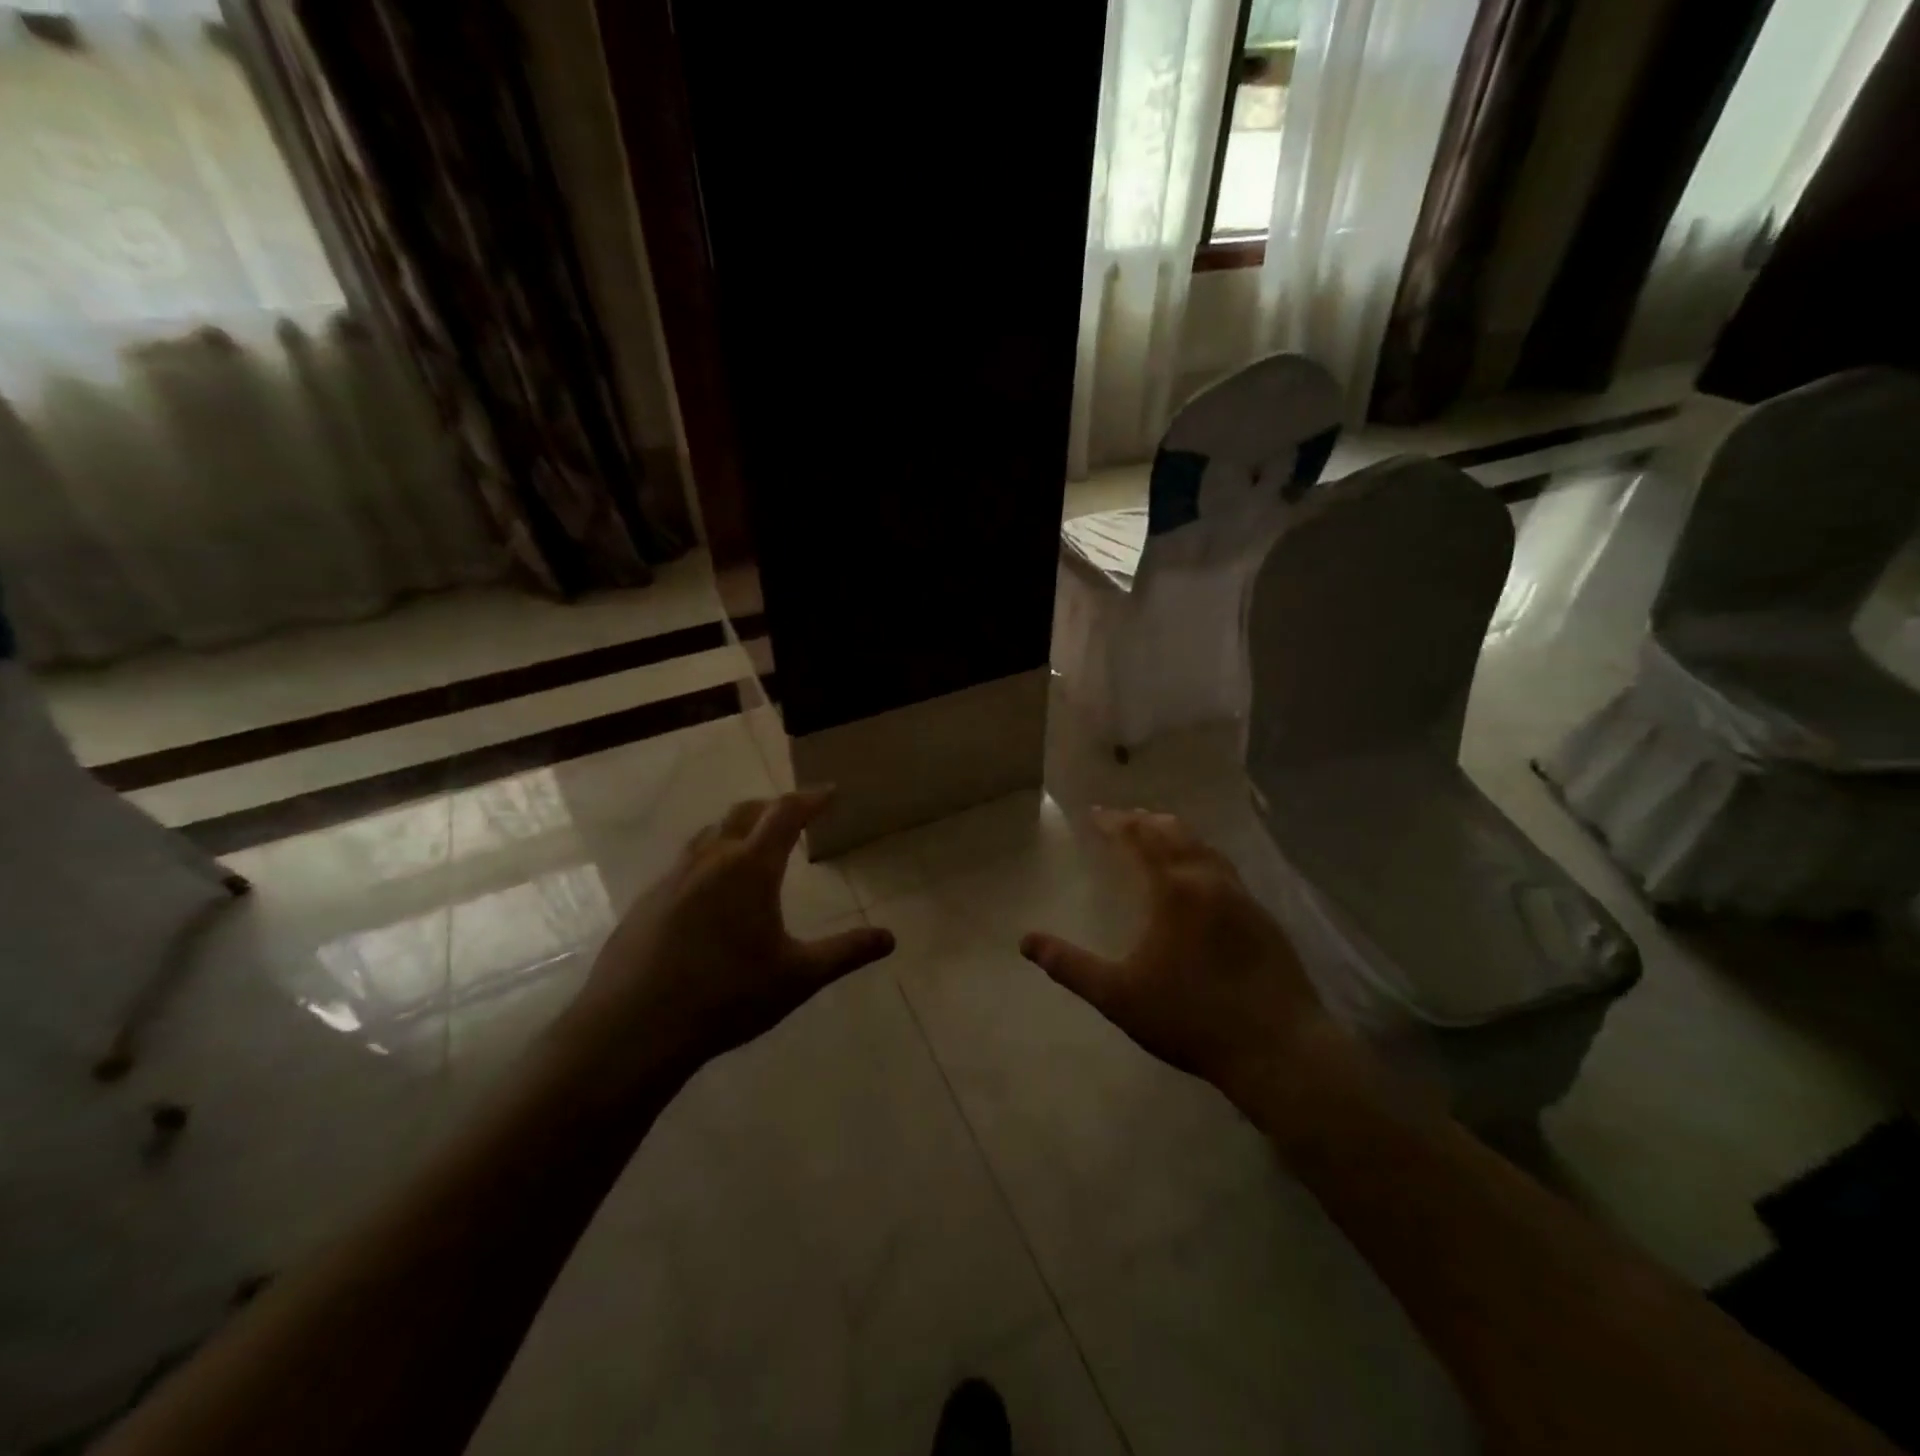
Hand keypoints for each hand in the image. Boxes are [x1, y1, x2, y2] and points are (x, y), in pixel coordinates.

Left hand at [546, 789, 894, 1101]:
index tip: (830, 792)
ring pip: (708, 835)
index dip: (811, 798)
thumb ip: (846, 953)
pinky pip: (684, 864)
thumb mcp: (798, 977)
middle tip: (794, 815)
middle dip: (773, 807)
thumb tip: (890, 938)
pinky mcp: (646, 902)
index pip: (786, 814)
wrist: (633, 1028)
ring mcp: (672, 879)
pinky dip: (708, 860)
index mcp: (750, 868)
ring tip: (752, 846)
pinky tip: (709, 894)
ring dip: (736, 829)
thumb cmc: (726, 997)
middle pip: (744, 813)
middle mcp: (710, 860)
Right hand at [1019, 809, 1336, 1102]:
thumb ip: (1070, 966)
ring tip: (1158, 836)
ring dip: (1176, 835)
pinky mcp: (1263, 918)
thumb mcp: (1118, 995)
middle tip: (1124, 819)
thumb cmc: (1190, 1018)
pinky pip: (1224, 869)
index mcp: (1174, 889)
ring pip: (1204, 847)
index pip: (1139, 839)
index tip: (1095, 814)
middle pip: (1175, 832)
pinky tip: (1199, 879)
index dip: (1115, 823)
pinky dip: (1201, 857)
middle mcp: (1209, 880)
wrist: (1278, 1049)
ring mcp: (1242, 897)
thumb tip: (1025, 941)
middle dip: (1145, 820)